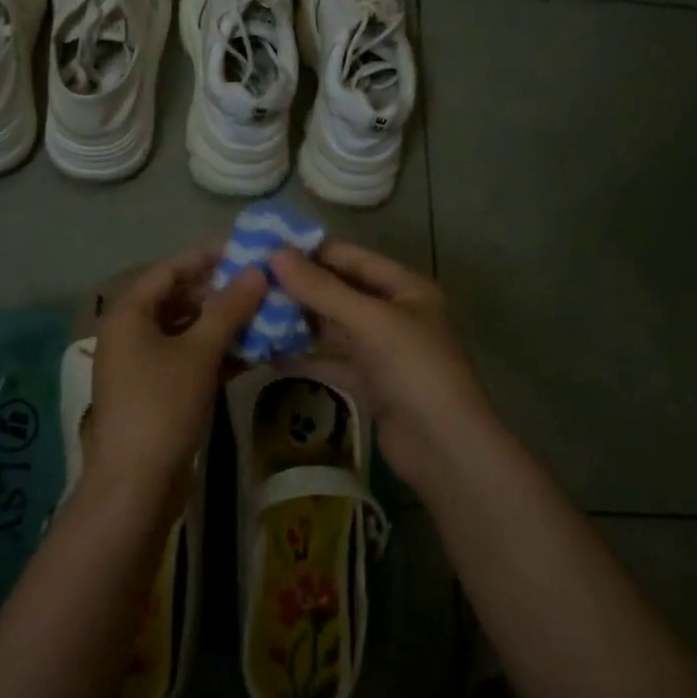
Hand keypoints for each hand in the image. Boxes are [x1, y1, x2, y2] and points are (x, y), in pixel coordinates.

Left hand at [87, 246, 264, 500]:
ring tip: (267, 314)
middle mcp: (131, 332)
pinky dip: (218, 353)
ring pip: (187, 331)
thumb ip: (228, 309)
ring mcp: (143, 364)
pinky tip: (254, 352)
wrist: (136, 486)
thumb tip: (256, 271)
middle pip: (179, 299)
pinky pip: (189, 359)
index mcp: (129, 314)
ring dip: (224, 324)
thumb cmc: (162, 407)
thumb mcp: (199, 353)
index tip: (247, 250)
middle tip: (264, 284)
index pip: (170, 269)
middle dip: (221, 292)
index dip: (207, 257)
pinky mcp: (158, 391)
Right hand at [269, 242, 495, 486]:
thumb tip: (275, 255)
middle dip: (300, 288)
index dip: (312, 252)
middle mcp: (395, 312)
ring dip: (300, 321)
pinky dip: (307, 357)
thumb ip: (322, 289)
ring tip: (254, 313)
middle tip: (251, 282)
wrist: (445, 449)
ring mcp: (383, 349)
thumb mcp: (370, 321)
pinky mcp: (371, 381)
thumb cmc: (414, 370)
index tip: (266, 249)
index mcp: (405, 287)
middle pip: (341, 292)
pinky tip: (271, 353)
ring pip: (334, 327)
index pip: (352, 257)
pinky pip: (333, 360)